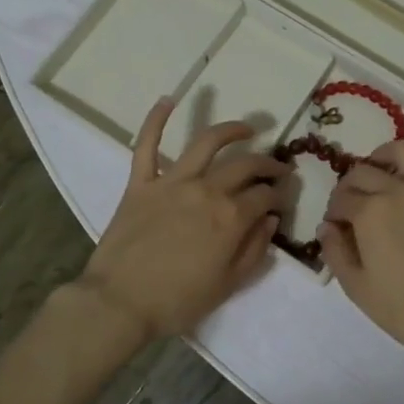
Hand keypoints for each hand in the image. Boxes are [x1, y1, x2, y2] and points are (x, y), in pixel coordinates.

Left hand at [78, 98, 288, 342]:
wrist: (119, 303)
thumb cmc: (177, 301)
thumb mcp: (228, 285)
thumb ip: (255, 249)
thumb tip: (270, 219)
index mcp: (230, 217)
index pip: (265, 196)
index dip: (279, 195)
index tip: (283, 198)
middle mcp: (206, 190)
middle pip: (245, 166)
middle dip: (268, 164)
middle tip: (278, 168)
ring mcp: (172, 182)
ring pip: (206, 143)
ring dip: (231, 130)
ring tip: (247, 128)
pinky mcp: (141, 183)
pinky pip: (147, 145)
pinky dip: (156, 120)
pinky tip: (167, 100)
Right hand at [319, 140, 403, 365]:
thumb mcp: (358, 289)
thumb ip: (335, 253)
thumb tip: (327, 228)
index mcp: (370, 212)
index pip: (341, 199)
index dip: (333, 212)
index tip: (336, 228)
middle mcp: (399, 189)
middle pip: (365, 171)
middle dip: (350, 185)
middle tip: (351, 205)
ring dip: (386, 156)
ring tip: (382, 171)